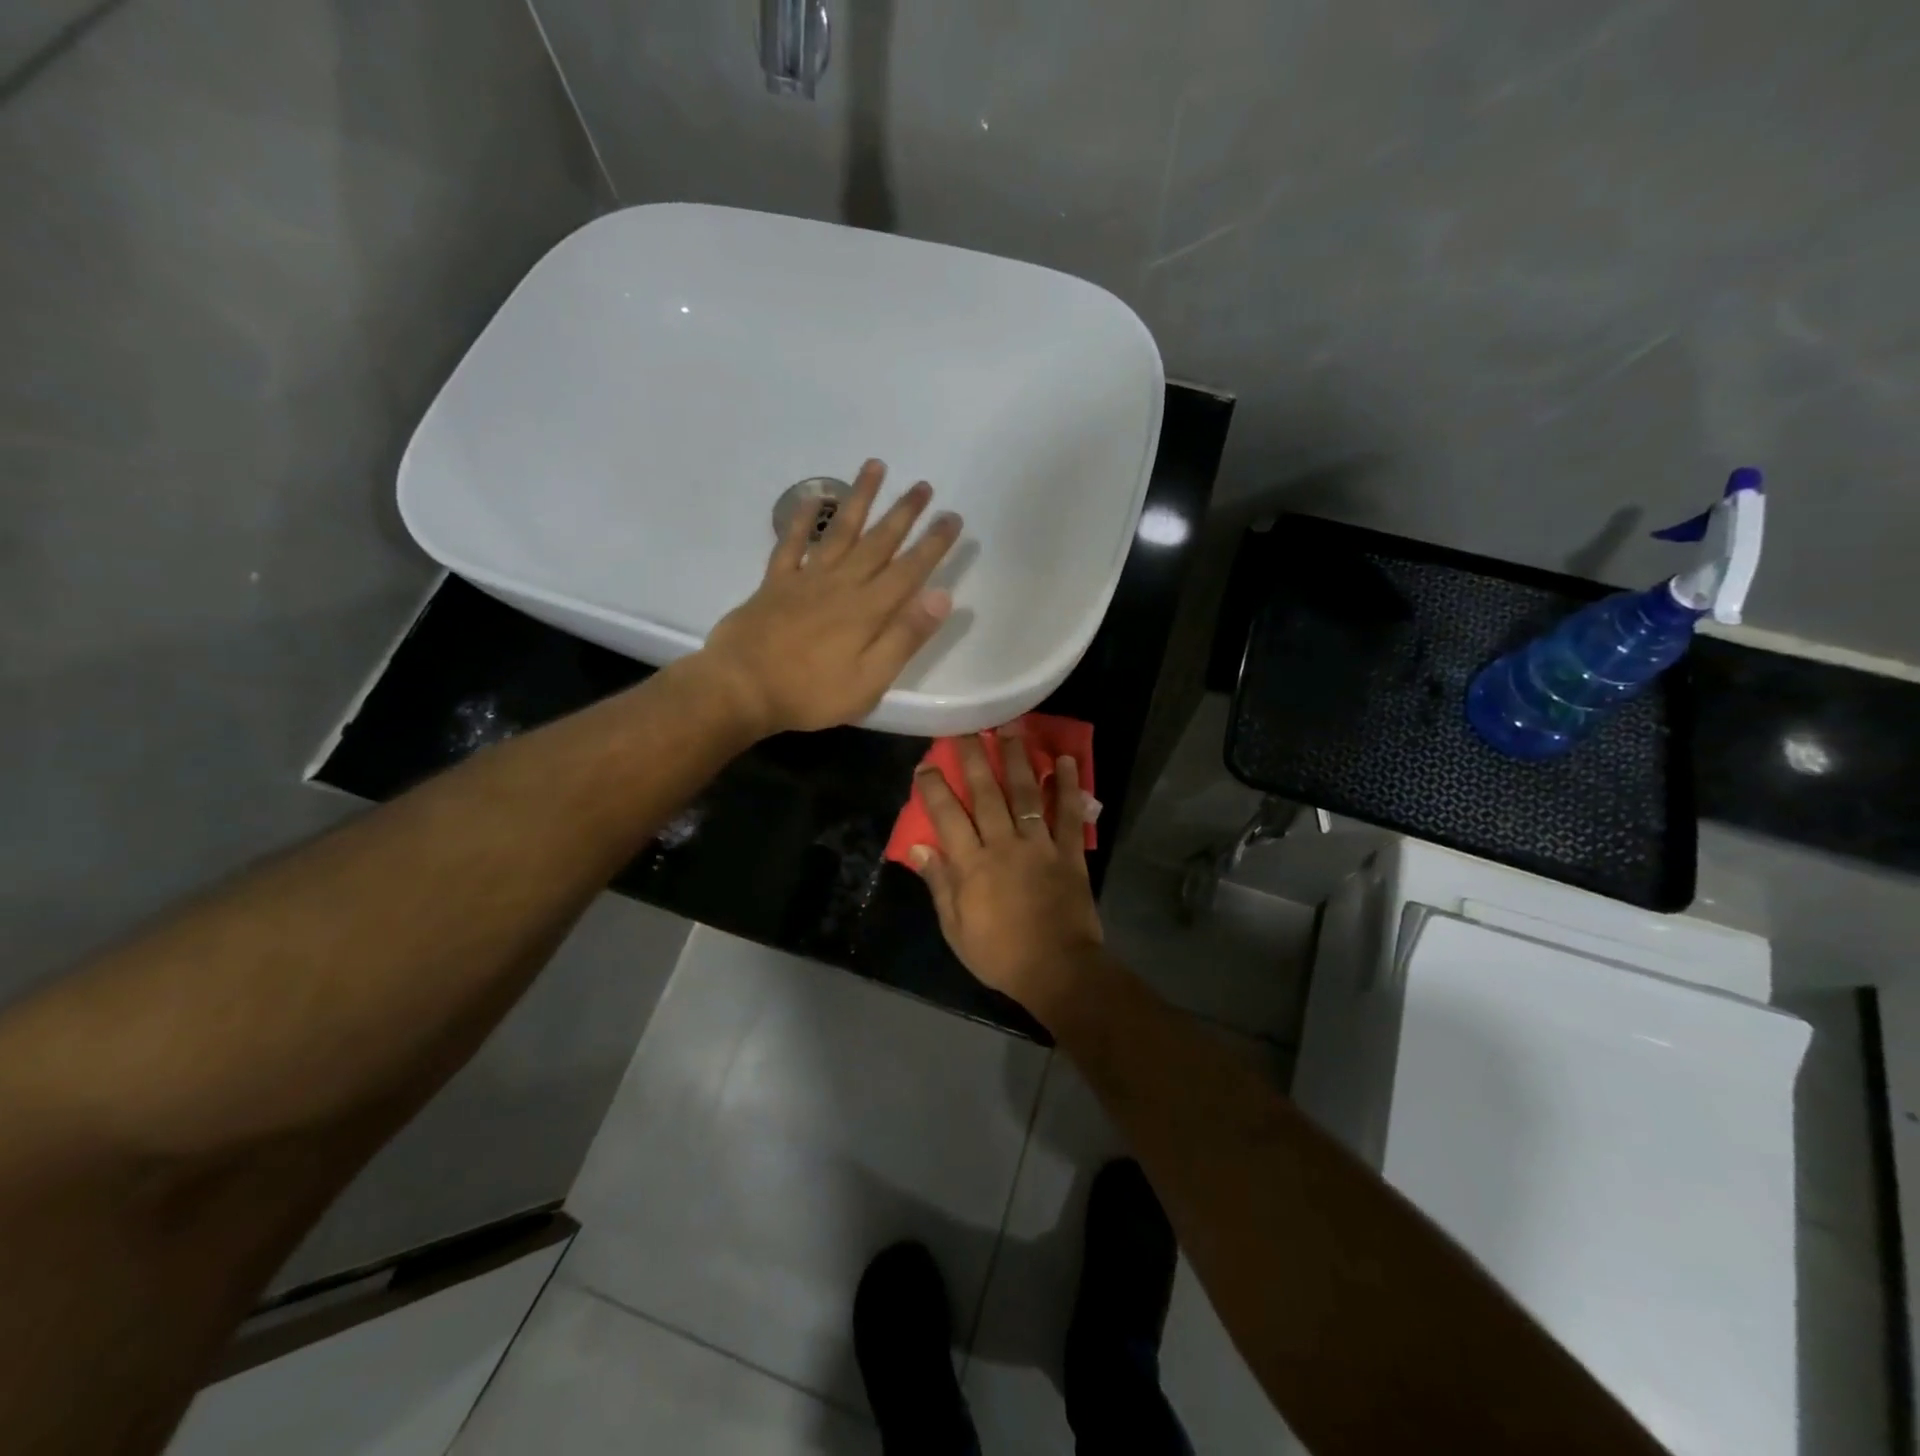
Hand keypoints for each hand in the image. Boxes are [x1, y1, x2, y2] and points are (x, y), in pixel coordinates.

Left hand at [696, 459, 961, 735]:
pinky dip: (801, 519)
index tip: (952, 517)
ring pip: (840, 531)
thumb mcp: (869, 680)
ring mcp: (806, 579)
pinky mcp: (776, 584)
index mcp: (868, 610)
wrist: (741, 689)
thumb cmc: (810, 692)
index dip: (933, 544)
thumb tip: (941, 596)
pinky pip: (791, 543)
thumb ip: (904, 637)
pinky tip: (813, 497)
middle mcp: (841, 584)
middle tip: (923, 485)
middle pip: (878, 542)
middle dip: (904, 513)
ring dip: (860, 499)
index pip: (909, 569)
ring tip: (875, 466)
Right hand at [909, 724, 1104, 1019]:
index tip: (926, 765)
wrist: (1057, 970)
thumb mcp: (956, 928)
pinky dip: (1067, 786)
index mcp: (972, 865)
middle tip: (966, 728)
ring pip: (1025, 793)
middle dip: (974, 757)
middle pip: (986, 793)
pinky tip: (1063, 760)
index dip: (935, 789)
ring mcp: (1039, 845)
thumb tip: (917, 849)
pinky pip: (1068, 814)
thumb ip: (939, 884)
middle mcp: (1004, 844)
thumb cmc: (1000, 954)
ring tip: (1011, 727)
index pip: (947, 817)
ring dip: (1017, 758)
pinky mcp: (1069, 852)